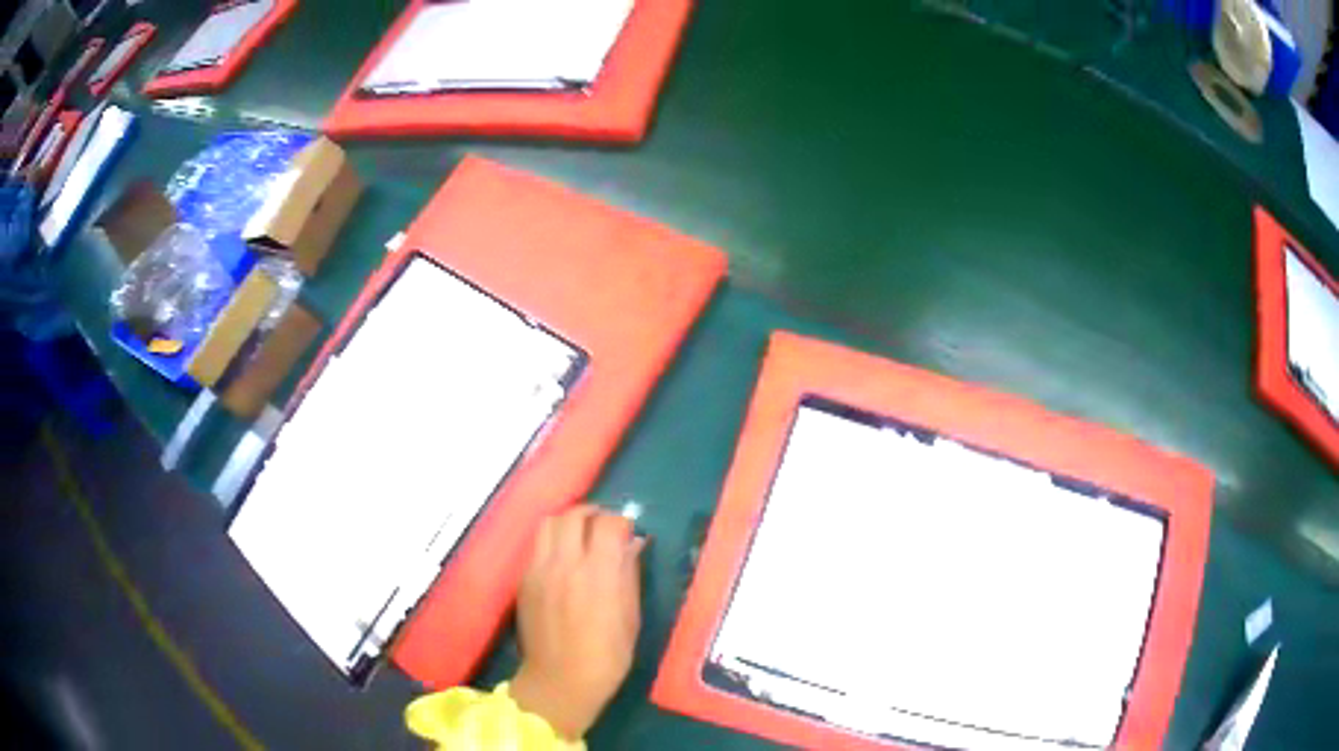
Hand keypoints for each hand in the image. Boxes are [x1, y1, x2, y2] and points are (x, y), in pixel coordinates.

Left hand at [510, 505, 644, 739]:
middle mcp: (565, 563)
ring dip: (568, 522)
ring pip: (549, 523)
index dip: (622, 521)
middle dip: (594, 514)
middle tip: (605, 526)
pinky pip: (537, 545)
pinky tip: (563, 559)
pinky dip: (552, 541)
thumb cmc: (608, 655)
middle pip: (575, 515)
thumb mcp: (631, 617)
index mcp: (599, 573)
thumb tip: (634, 544)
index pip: (608, 524)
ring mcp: (539, 569)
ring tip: (581, 535)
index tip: (629, 531)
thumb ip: (630, 574)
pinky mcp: (524, 580)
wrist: (560, 680)